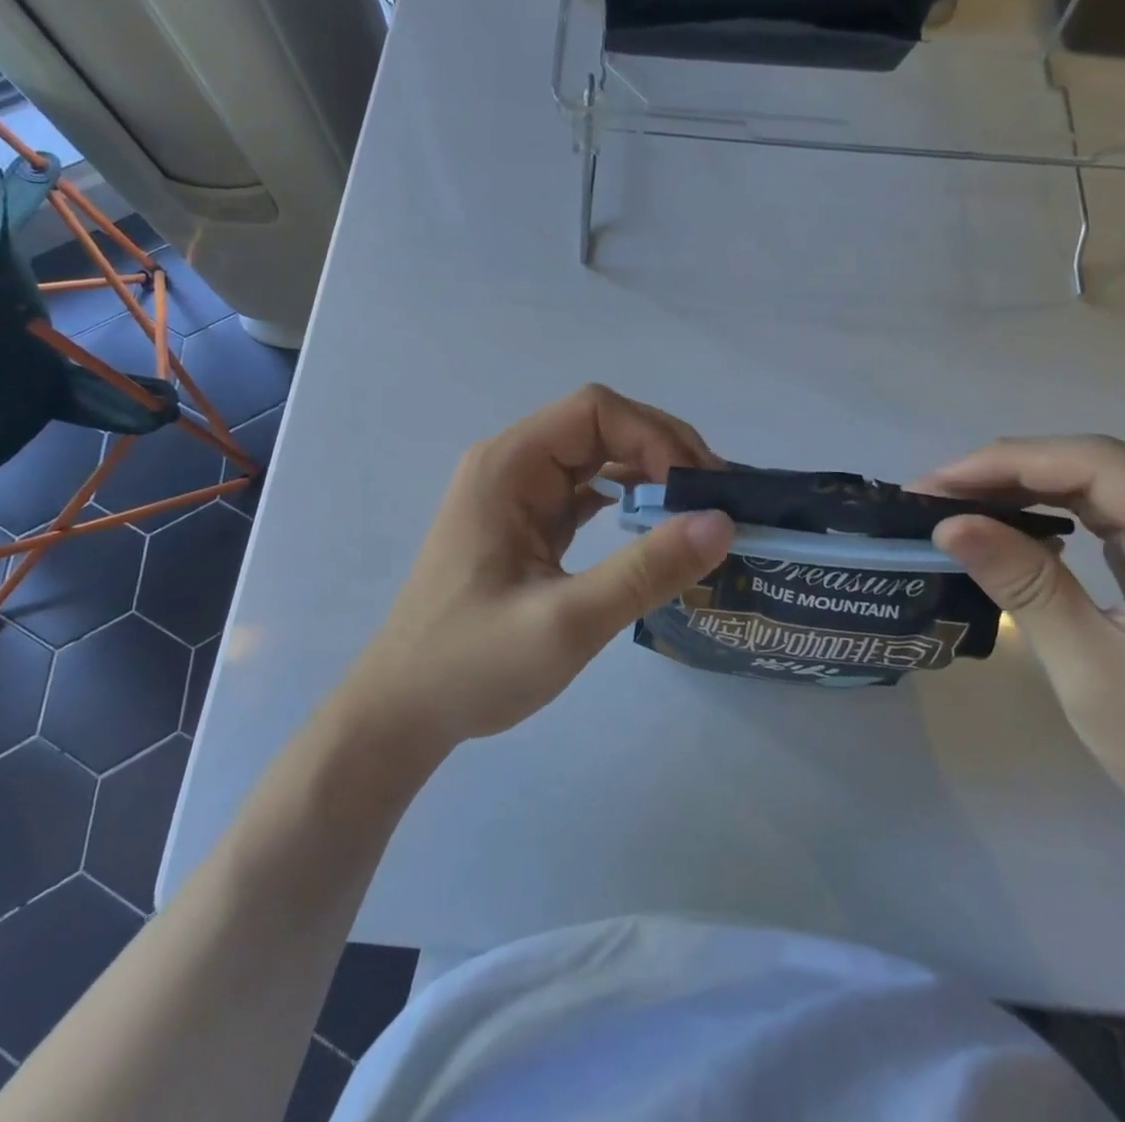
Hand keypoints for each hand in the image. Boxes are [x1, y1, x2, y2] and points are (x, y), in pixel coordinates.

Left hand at [332, 386, 734, 761]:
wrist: (403, 711)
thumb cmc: (472, 665)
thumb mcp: (567, 622)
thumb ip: (645, 570)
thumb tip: (722, 522)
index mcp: (507, 467)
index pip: (594, 411)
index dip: (655, 436)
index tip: (700, 488)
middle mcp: (510, 465)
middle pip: (599, 426)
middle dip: (661, 452)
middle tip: (713, 499)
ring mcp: (517, 494)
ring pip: (596, 456)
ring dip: (649, 474)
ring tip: (697, 510)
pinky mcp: (526, 523)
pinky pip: (586, 492)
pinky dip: (627, 500)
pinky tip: (657, 526)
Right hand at [915, 437, 1124, 853]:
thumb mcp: (1091, 667)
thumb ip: (1023, 584)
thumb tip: (947, 524)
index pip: (1099, 466)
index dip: (1007, 465)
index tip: (934, 485)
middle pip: (1097, 466)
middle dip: (1007, 474)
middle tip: (932, 494)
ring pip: (1097, 484)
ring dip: (1022, 489)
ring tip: (955, 502)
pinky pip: (1107, 511)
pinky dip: (1049, 512)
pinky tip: (1006, 520)